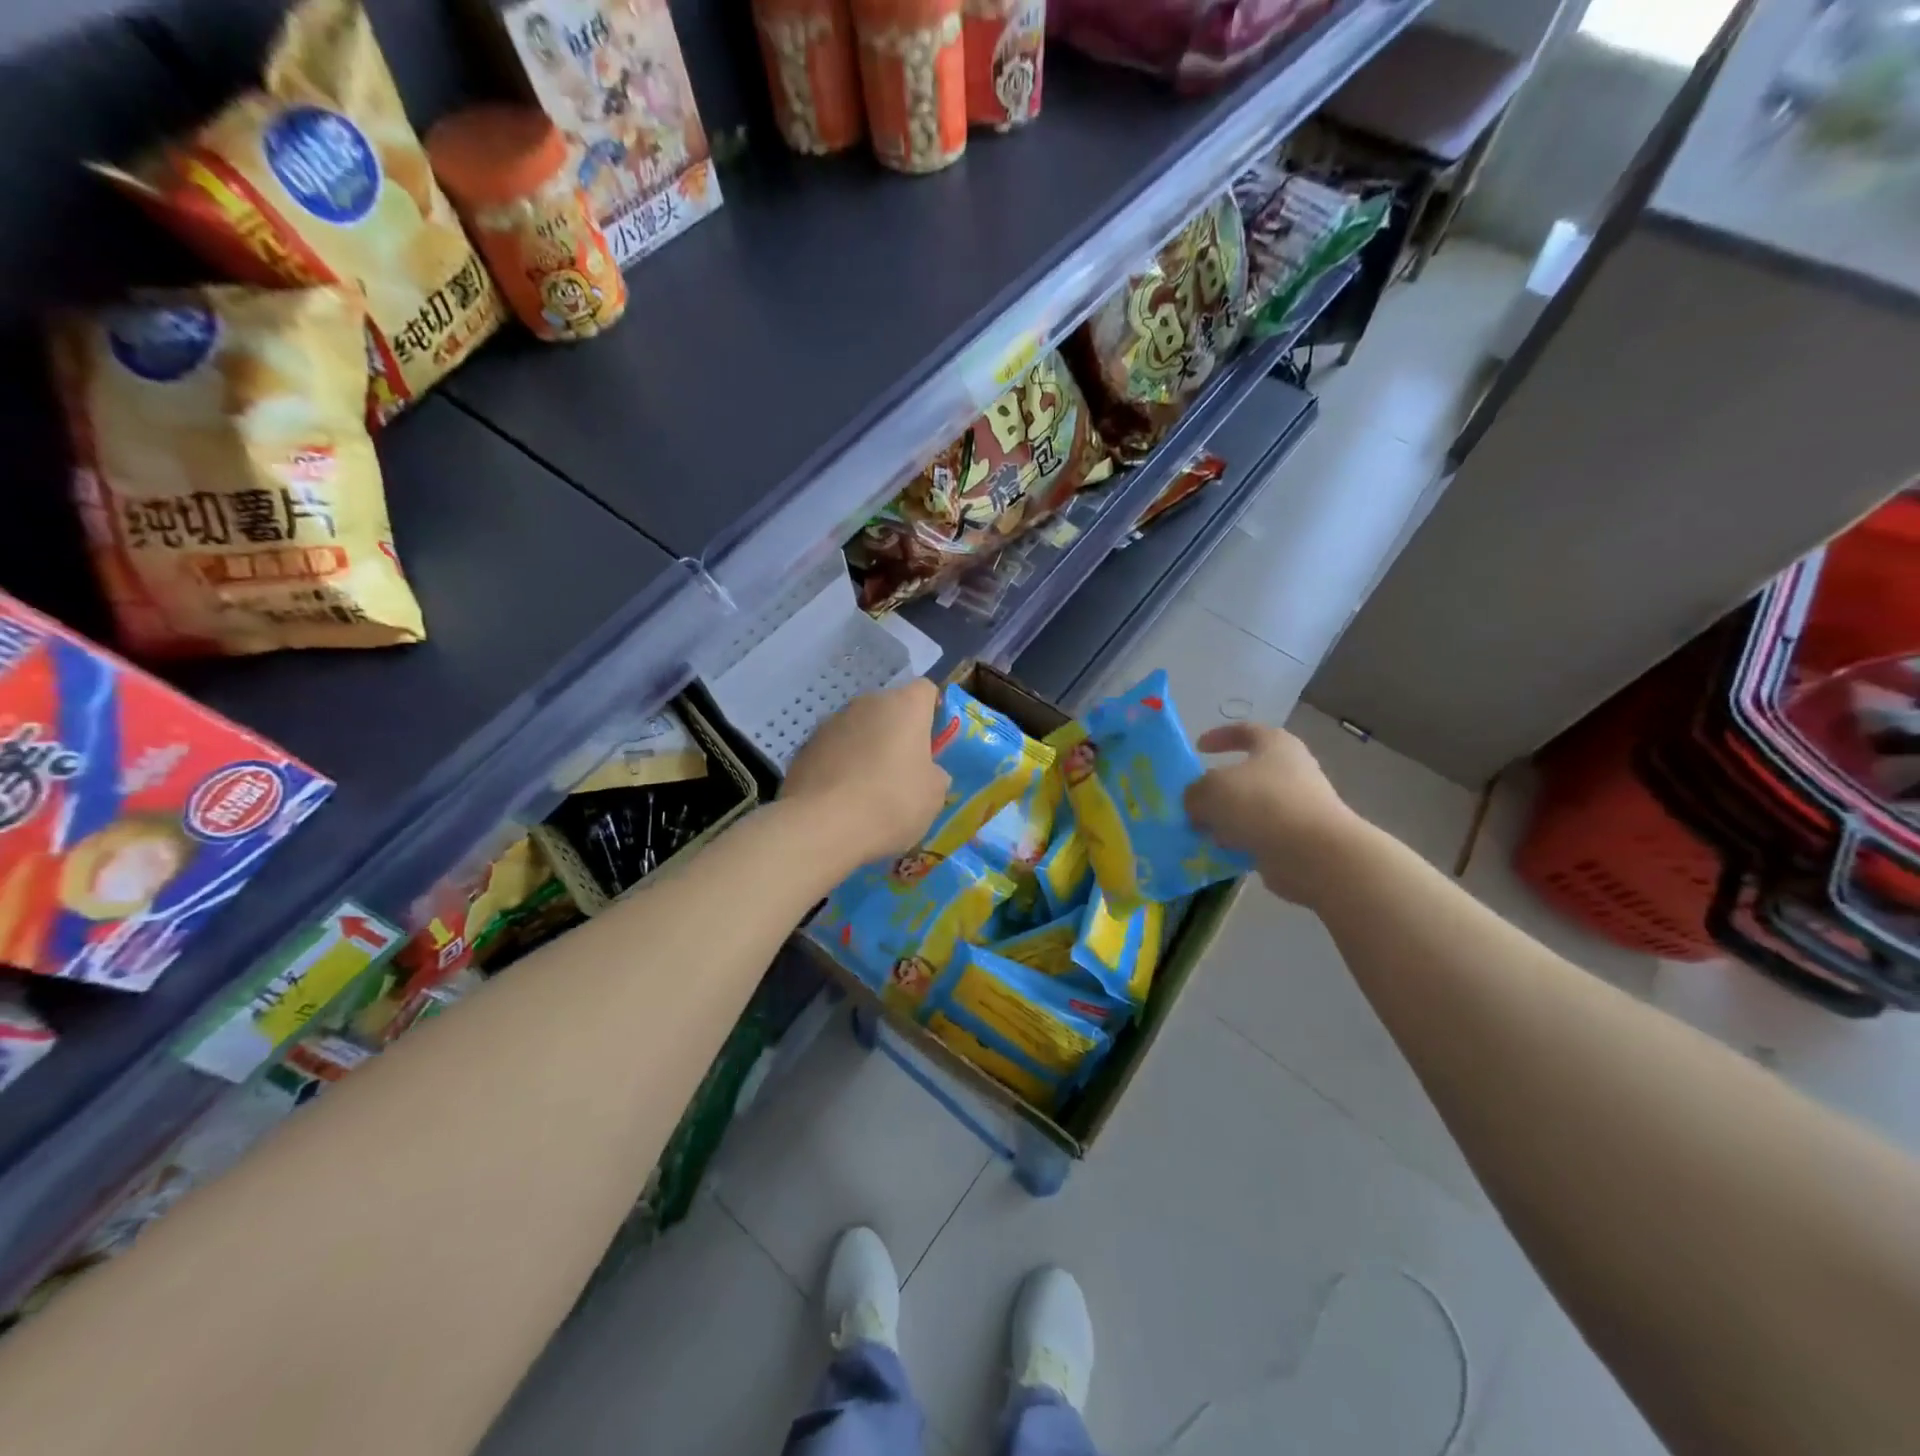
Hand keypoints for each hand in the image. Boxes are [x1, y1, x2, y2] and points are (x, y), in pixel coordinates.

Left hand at [782, 679, 950, 868]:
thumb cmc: (892, 802)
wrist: (823, 826)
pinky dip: (839, 766)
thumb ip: (934, 773)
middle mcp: (866, 704)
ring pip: (858, 729)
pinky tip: (841, 799)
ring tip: (868, 790)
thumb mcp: (934, 794)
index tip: (932, 742)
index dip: (932, 712)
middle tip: (902, 771)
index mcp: (905, 706)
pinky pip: (832, 751)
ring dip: (865, 748)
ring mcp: (830, 723)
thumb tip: (926, 772)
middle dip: (896, 733)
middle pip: (889, 709)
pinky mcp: (805, 747)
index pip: (925, 690)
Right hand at [1184, 722, 1367, 905]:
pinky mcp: (1298, 839)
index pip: (1245, 731)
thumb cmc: (1262, 804)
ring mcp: (1298, 806)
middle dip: (1218, 787)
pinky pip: (1260, 836)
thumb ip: (1194, 793)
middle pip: (1247, 773)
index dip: (1219, 736)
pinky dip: (1240, 842)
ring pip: (1252, 808)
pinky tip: (1220, 853)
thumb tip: (1196, 805)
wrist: (1314, 853)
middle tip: (1194, 799)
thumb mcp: (1211, 790)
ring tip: (1201, 831)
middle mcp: (1291, 771)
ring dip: (1227, 819)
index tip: (1198, 748)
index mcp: (1275, 745)